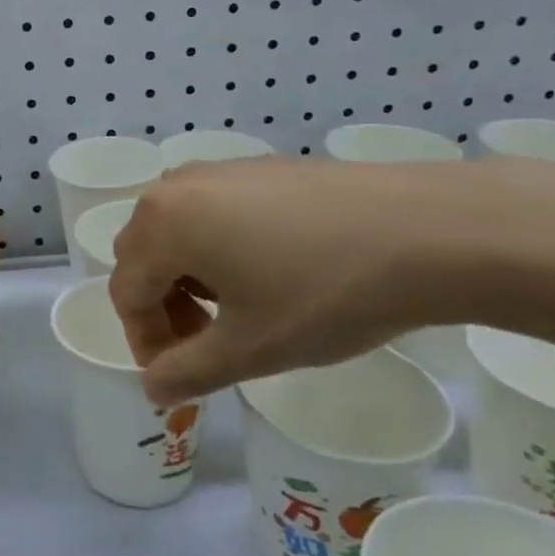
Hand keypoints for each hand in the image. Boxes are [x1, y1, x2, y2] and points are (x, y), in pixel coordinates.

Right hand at [108, 157, 544, 404]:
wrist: (428, 231)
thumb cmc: (325, 293)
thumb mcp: (251, 348)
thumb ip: (187, 371)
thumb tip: (152, 388)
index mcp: (162, 224)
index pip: (126, 292)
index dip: (144, 342)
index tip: (179, 376)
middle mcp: (177, 186)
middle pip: (143, 255)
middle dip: (161, 306)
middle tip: (205, 343)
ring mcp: (220, 169)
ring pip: (176, 230)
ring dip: (187, 276)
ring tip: (236, 309)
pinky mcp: (260, 167)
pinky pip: (212, 210)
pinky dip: (217, 246)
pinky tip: (269, 272)